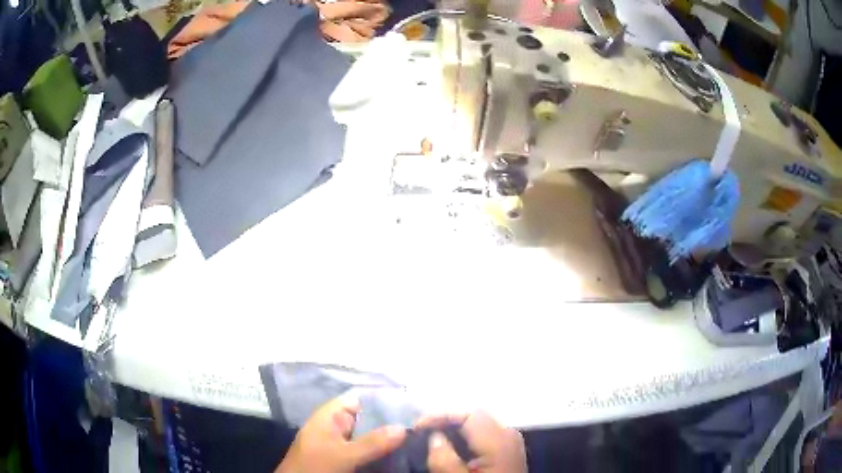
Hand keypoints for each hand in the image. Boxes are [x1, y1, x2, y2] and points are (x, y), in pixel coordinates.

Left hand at [276, 395, 405, 472]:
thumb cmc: (315, 467)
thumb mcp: (343, 455)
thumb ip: (371, 442)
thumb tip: (403, 427)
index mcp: (330, 416)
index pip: (360, 399)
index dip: (384, 400)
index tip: (411, 406)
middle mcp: (336, 425)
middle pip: (368, 418)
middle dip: (391, 422)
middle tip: (420, 425)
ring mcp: (340, 442)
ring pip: (369, 435)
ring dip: (388, 438)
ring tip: (416, 439)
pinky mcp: (344, 457)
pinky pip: (367, 450)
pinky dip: (381, 451)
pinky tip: (400, 453)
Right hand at [417, 412, 526, 472]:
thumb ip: (444, 458)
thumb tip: (434, 436)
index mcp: (499, 439)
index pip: (468, 414)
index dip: (440, 415)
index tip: (416, 427)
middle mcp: (509, 435)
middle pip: (475, 416)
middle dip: (447, 421)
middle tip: (422, 432)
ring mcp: (511, 443)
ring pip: (480, 425)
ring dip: (455, 429)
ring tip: (432, 439)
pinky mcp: (508, 452)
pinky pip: (485, 435)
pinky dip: (466, 438)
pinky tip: (452, 449)